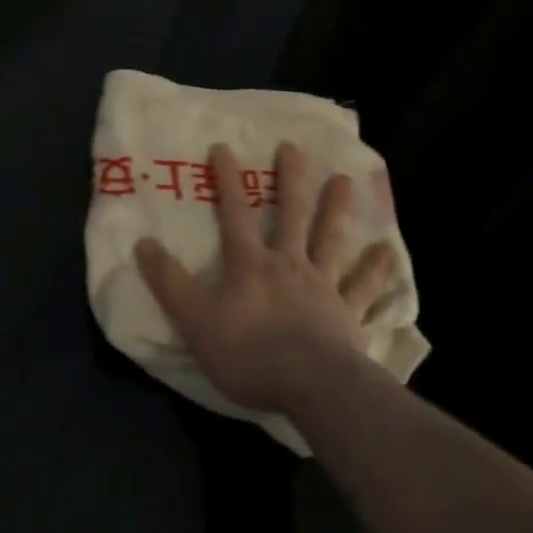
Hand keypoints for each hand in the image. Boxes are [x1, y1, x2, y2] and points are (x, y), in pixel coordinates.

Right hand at [135, 143, 395, 416]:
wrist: (311, 386)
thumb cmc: (249, 352)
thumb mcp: (194, 319)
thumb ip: (168, 282)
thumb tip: (141, 243)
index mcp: (250, 264)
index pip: (234, 214)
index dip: (226, 181)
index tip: (223, 147)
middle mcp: (289, 265)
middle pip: (291, 214)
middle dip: (290, 179)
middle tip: (294, 147)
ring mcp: (323, 287)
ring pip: (331, 239)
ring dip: (338, 209)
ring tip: (346, 180)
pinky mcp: (348, 315)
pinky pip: (364, 288)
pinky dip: (376, 270)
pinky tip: (390, 253)